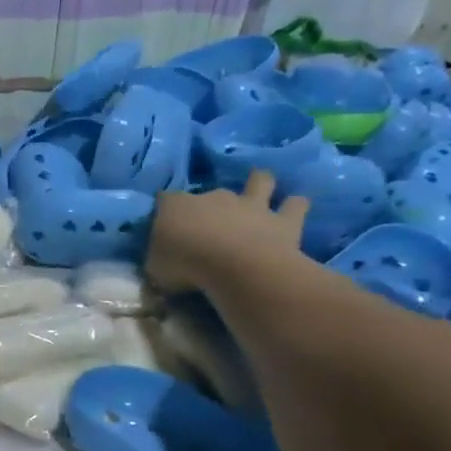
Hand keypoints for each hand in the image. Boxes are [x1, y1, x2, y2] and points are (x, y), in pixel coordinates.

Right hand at [148, 170, 307, 291]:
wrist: (236, 267)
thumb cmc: (185, 266)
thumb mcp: (154, 269)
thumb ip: (157, 260)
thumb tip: (160, 262)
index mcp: (176, 206)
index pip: (164, 200)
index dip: (164, 210)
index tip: (163, 224)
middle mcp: (214, 197)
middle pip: (209, 192)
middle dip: (210, 203)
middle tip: (209, 222)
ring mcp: (250, 205)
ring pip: (260, 182)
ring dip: (260, 185)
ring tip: (260, 191)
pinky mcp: (282, 220)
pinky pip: (295, 205)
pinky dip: (295, 206)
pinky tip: (295, 209)